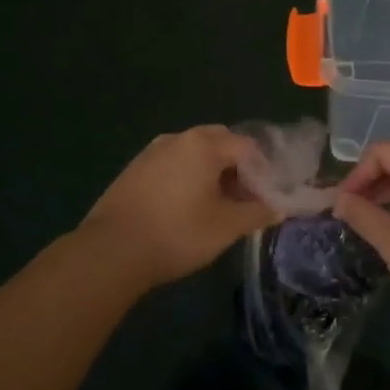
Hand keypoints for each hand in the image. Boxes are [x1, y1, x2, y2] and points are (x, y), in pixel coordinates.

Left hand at [81, 126, 277, 288]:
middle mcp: (178, 138)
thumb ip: (257, 213)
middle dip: (237, 166)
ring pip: (193, 153)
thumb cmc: (177, 233)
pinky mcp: (134, 169)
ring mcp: (152, 152)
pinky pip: (172, 164)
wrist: (110, 251)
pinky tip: (185, 207)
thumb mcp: (226, 227)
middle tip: (244, 198)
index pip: (248, 147)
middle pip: (220, 142)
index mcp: (204, 144)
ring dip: (211, 171)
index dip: (263, 171)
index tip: (267, 198)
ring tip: (217, 205)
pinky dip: (187, 177)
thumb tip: (279, 207)